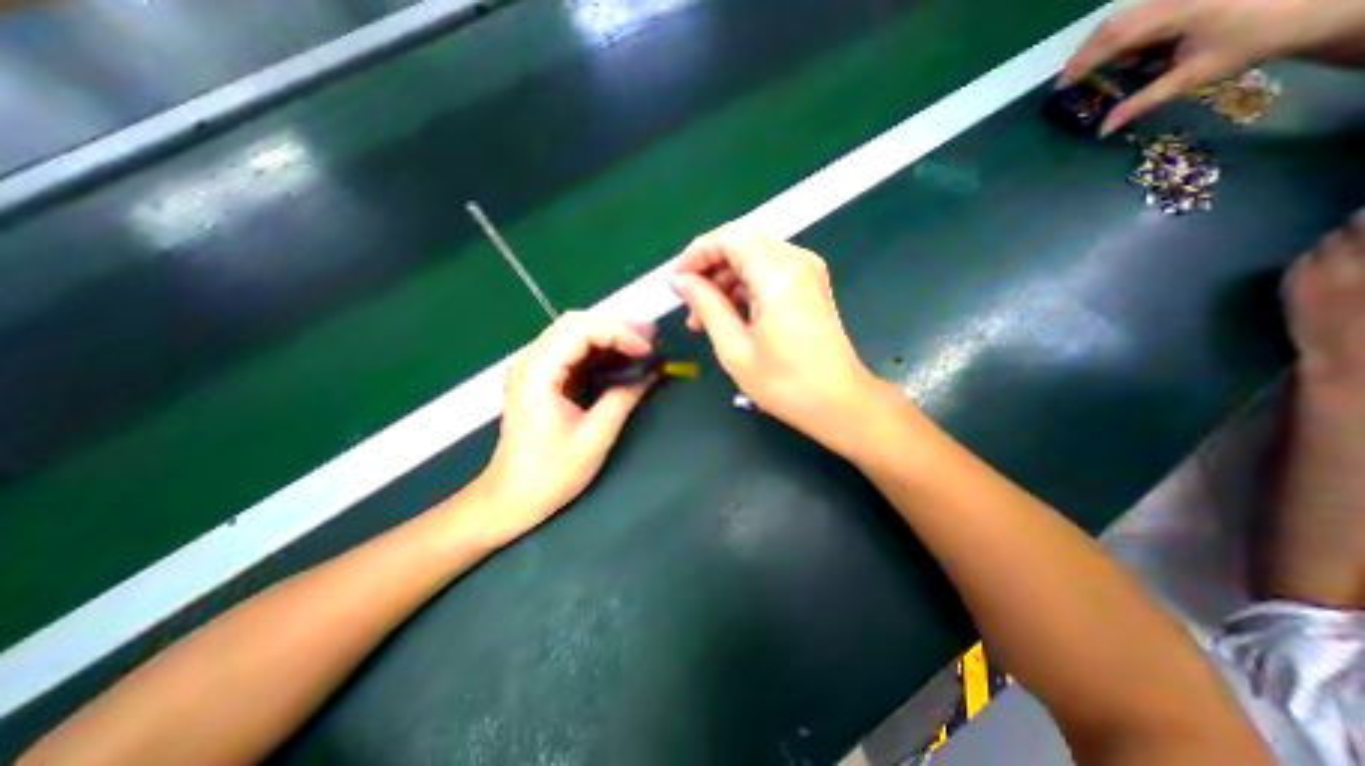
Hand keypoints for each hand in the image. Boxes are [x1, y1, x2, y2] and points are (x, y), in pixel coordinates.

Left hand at [474, 313, 656, 547]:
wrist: (511, 498)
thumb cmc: (550, 473)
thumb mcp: (594, 437)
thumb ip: (623, 398)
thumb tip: (651, 373)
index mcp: (538, 372)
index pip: (580, 330)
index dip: (619, 333)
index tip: (648, 350)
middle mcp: (531, 360)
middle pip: (576, 323)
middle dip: (617, 328)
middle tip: (651, 339)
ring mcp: (534, 367)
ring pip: (575, 333)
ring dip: (611, 336)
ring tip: (644, 345)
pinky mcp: (542, 378)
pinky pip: (574, 352)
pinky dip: (601, 351)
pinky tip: (623, 359)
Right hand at [673, 226, 885, 454]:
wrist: (839, 403)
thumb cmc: (785, 383)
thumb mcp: (734, 348)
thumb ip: (705, 305)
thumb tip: (681, 281)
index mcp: (778, 273)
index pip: (728, 238)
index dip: (696, 254)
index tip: (677, 283)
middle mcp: (797, 261)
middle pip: (741, 243)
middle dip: (709, 268)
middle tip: (689, 304)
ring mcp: (807, 271)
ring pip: (753, 257)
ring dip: (725, 280)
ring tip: (705, 317)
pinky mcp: (810, 285)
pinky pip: (768, 271)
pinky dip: (744, 287)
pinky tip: (730, 315)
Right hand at [1065, 1, 1363, 134]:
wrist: (1314, 3)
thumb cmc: (1252, 41)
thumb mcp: (1193, 76)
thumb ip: (1142, 102)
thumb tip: (1101, 130)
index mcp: (1180, 11)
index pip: (1115, 35)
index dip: (1082, 62)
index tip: (1061, 87)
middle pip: (1114, 23)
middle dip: (1086, 54)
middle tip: (1069, 82)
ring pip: (1125, 18)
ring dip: (1104, 47)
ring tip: (1095, 73)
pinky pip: (1141, 15)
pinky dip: (1124, 38)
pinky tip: (1127, 56)